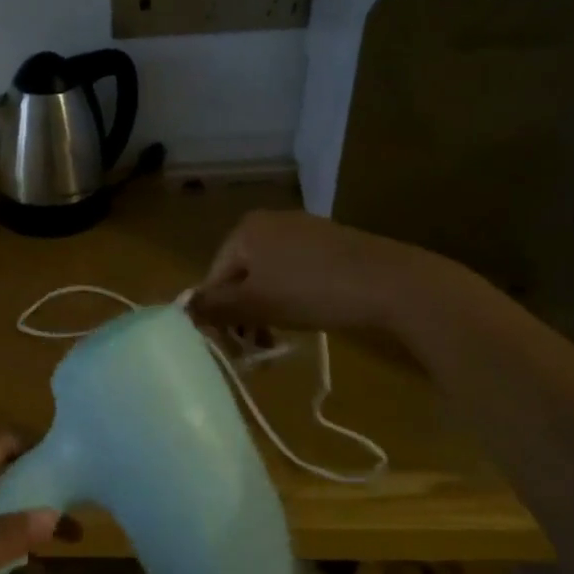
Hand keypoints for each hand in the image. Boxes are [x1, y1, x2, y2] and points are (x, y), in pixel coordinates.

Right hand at [188, 209, 434, 334]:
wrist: (392, 283)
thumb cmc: (311, 291)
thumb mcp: (255, 304)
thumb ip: (214, 307)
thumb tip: (181, 312)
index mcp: (245, 230)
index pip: (213, 278)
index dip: (218, 316)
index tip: (234, 348)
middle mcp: (270, 222)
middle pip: (240, 277)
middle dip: (244, 316)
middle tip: (257, 351)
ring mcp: (303, 230)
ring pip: (268, 278)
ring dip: (266, 312)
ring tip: (279, 341)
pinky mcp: (330, 244)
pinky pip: (295, 273)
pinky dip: (292, 298)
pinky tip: (307, 317)